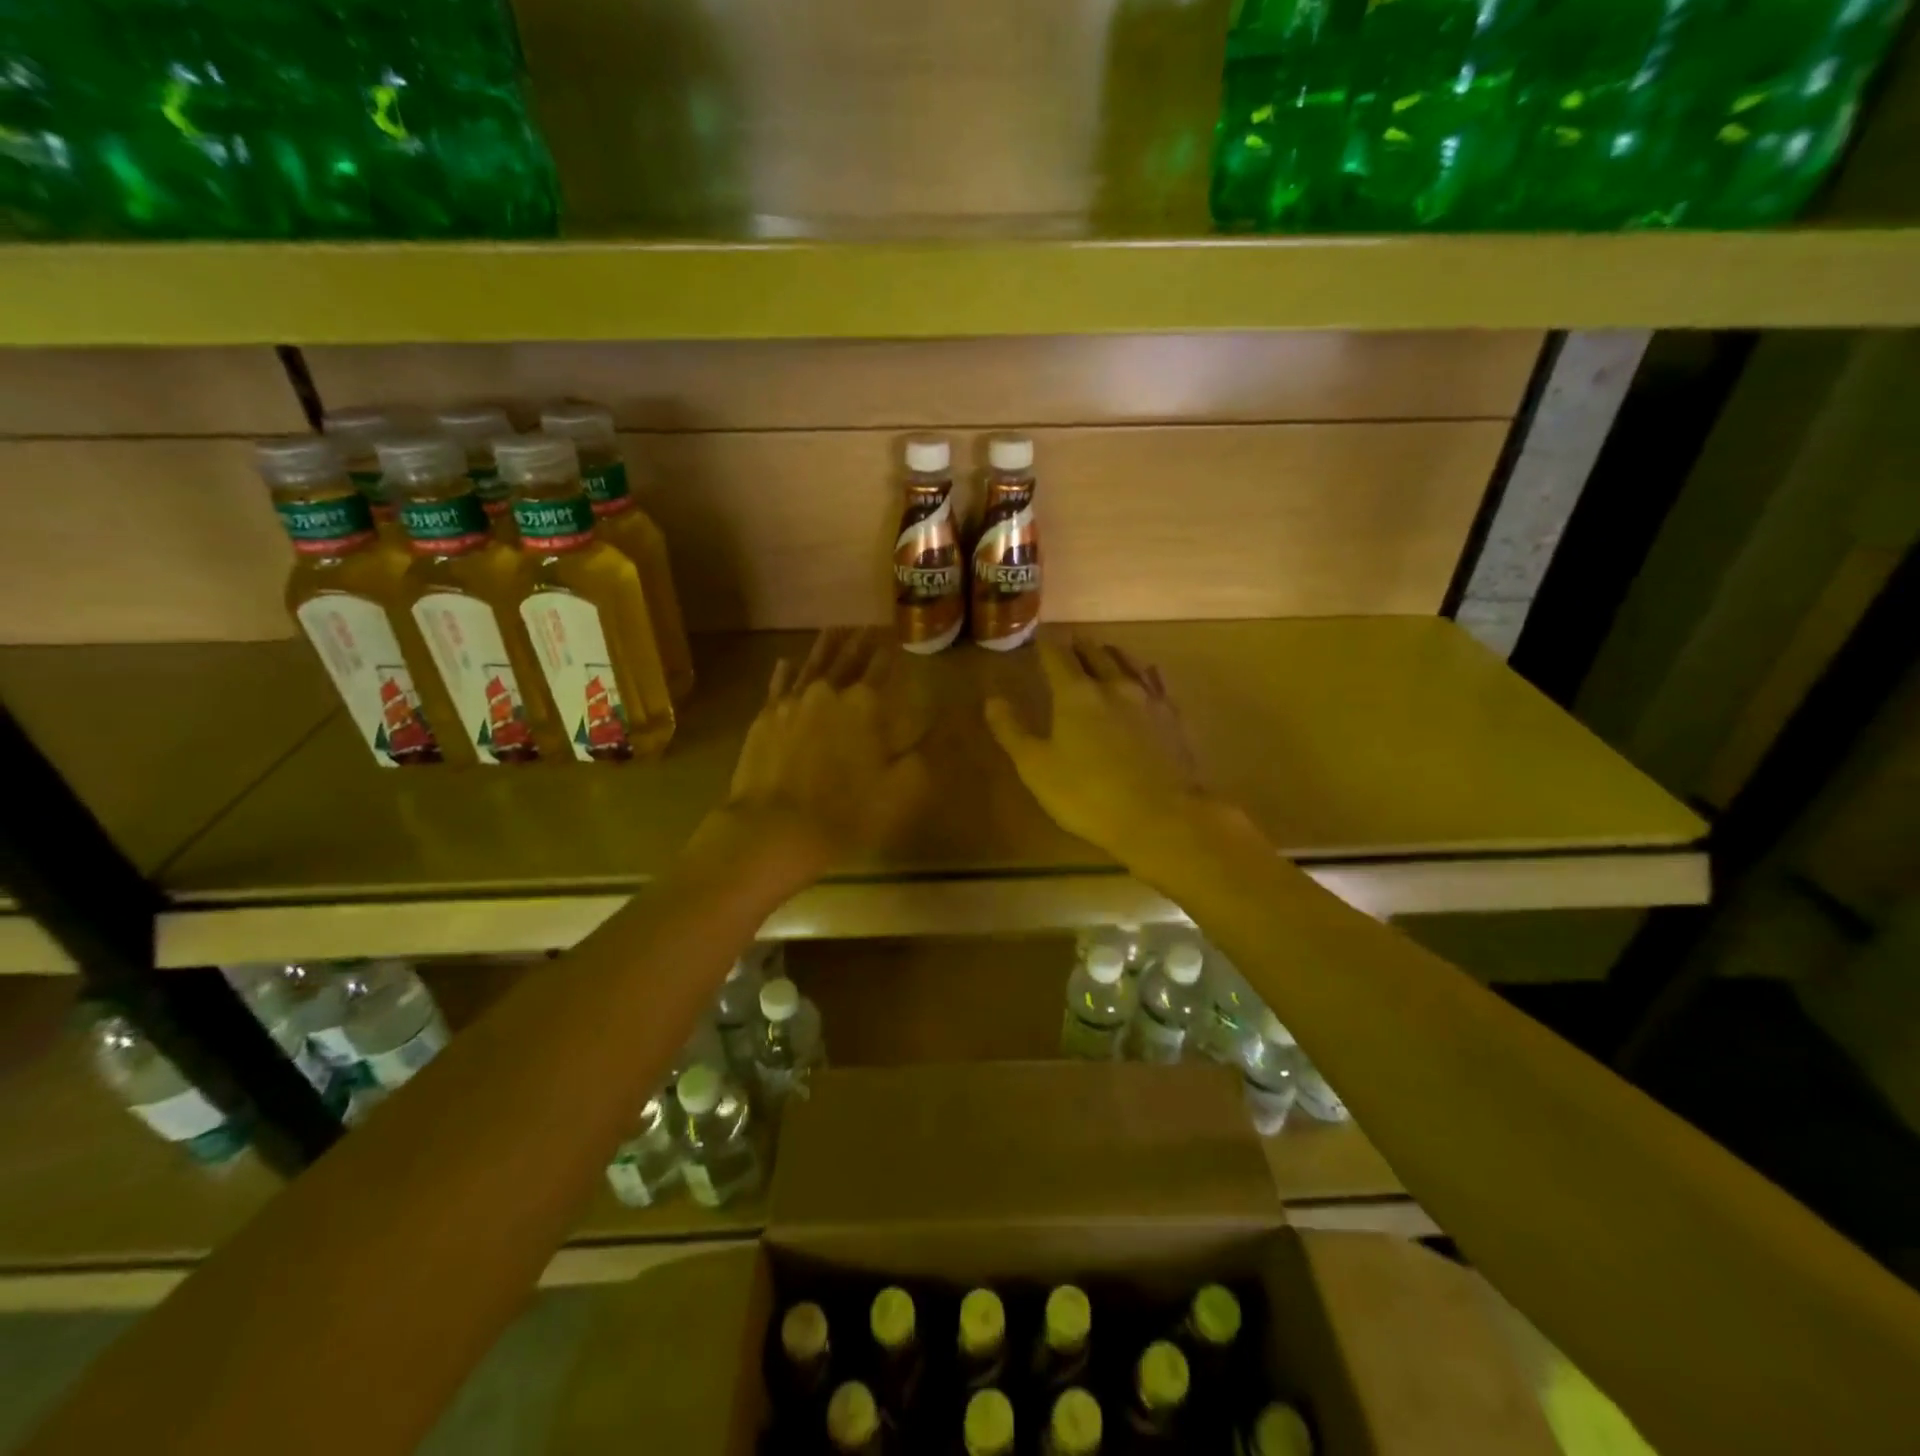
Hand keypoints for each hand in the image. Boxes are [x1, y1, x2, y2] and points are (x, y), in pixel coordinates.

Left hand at [713, 628, 930, 867]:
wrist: (775, 829)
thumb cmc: (847, 813)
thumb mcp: (901, 788)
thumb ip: (920, 752)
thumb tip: (935, 724)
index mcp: (865, 705)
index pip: (882, 669)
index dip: (891, 653)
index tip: (896, 636)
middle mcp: (828, 692)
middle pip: (848, 659)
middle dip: (861, 641)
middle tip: (869, 624)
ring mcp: (791, 703)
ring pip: (812, 664)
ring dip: (826, 646)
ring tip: (836, 629)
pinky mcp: (765, 719)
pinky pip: (777, 686)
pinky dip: (784, 672)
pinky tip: (786, 661)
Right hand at [985, 635, 1209, 863]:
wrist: (1162, 817)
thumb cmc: (1088, 795)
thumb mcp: (1037, 768)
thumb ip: (1012, 731)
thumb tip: (992, 699)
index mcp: (1075, 693)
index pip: (1056, 656)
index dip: (1045, 644)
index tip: (1038, 636)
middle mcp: (1113, 684)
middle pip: (1093, 652)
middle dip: (1077, 645)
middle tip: (1068, 643)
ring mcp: (1147, 697)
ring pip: (1126, 661)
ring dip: (1109, 653)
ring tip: (1102, 651)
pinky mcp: (1172, 715)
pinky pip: (1154, 680)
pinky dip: (1141, 671)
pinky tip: (1144, 674)